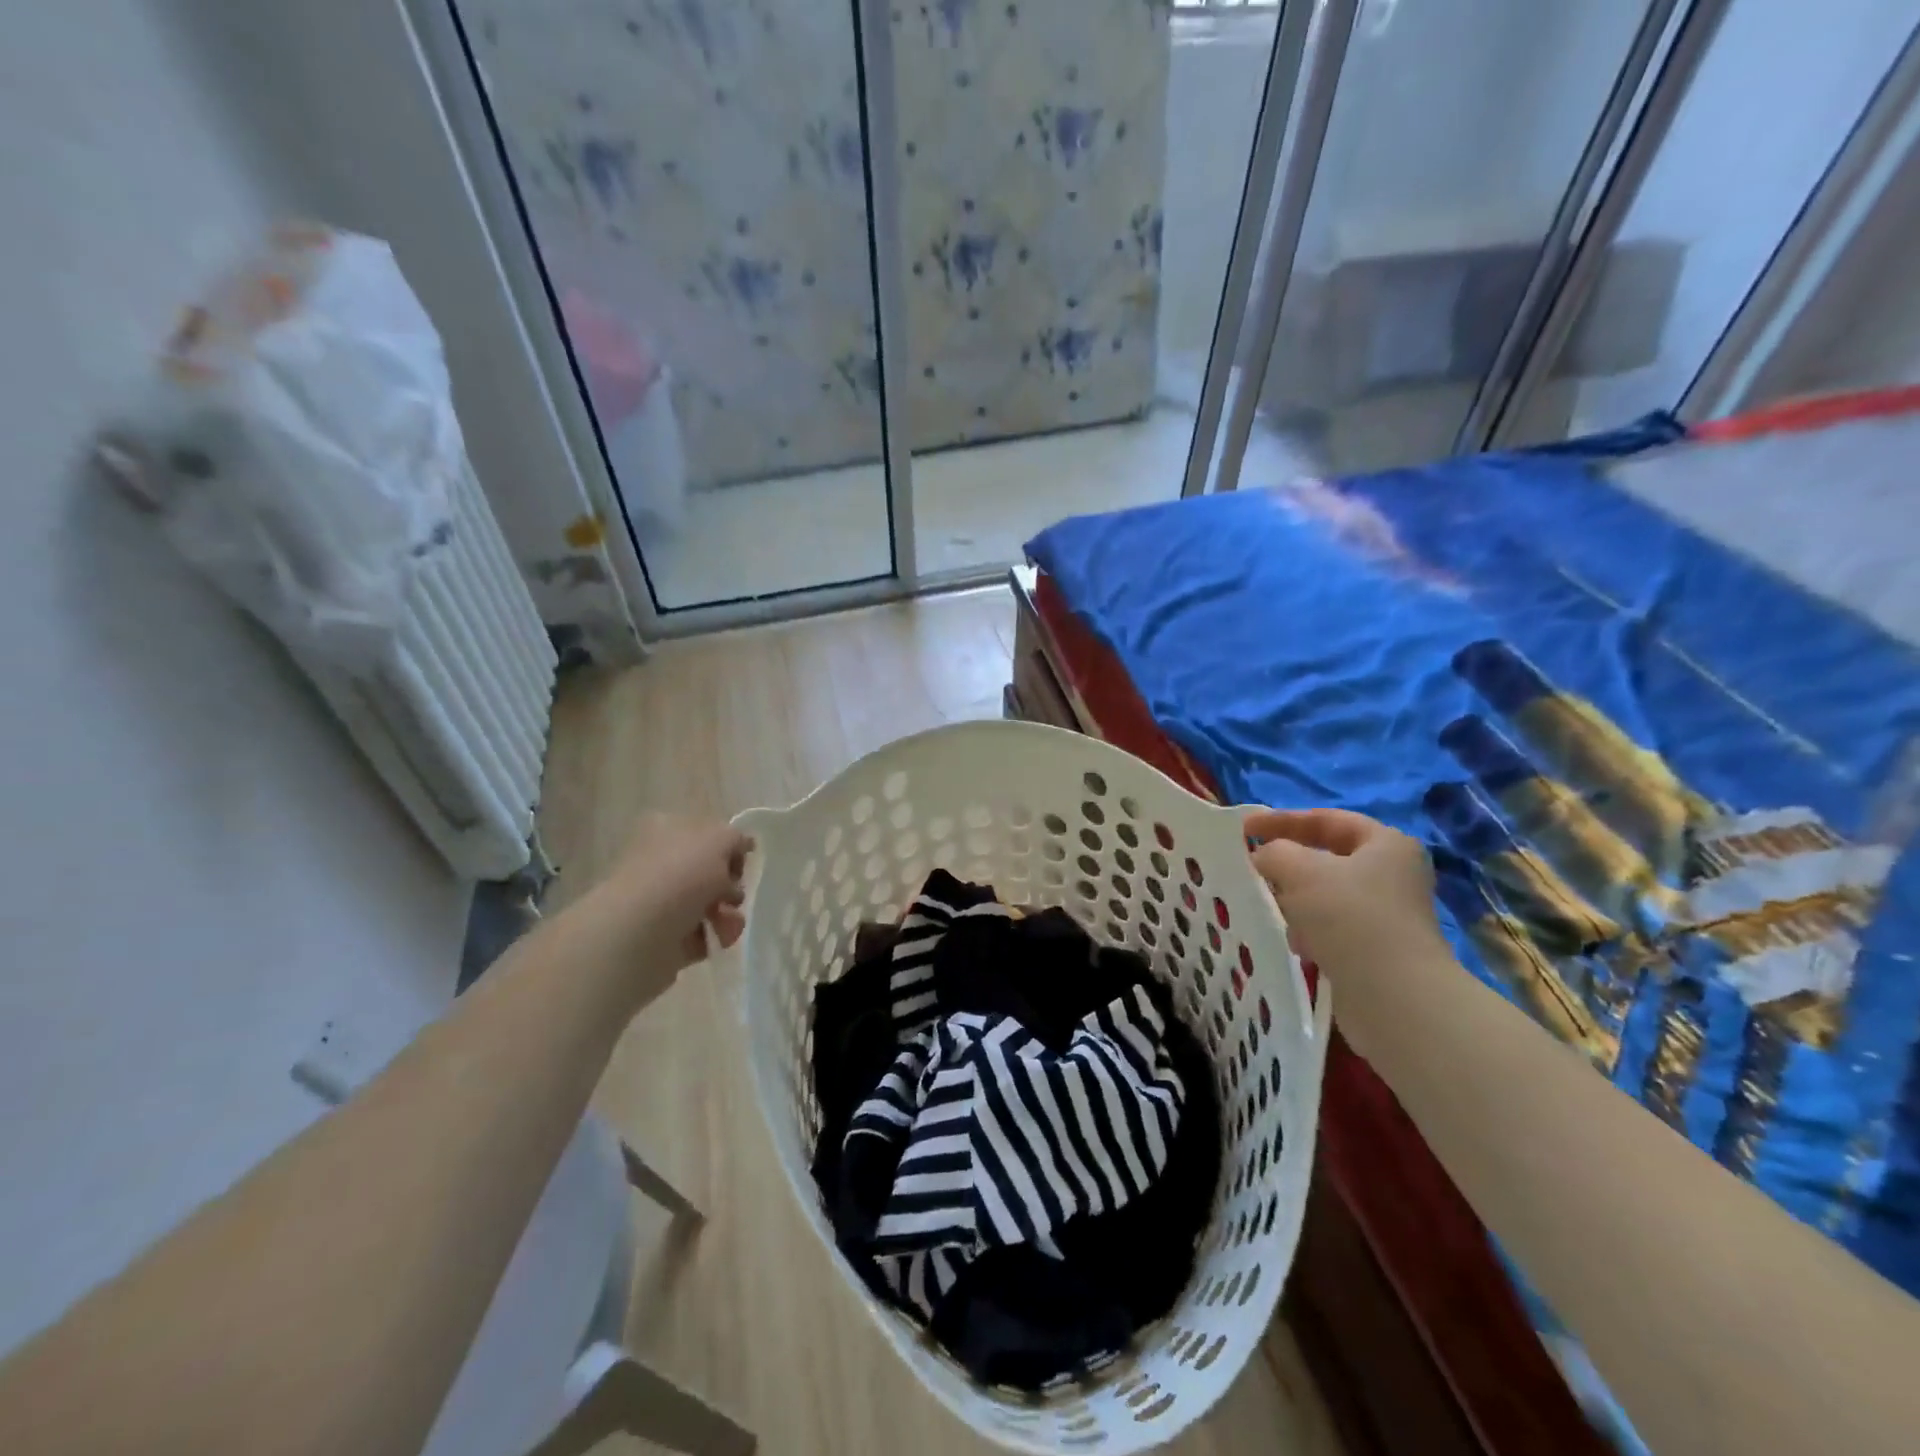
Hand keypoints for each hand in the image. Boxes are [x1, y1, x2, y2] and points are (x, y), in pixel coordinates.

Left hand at [573, 811, 750, 1009]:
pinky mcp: (661, 937)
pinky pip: (700, 934)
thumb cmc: (681, 875)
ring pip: (706, 904)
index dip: (728, 847)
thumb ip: (736, 838)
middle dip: (730, 886)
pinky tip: (719, 938)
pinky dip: (715, 936)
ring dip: (727, 914)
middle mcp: (657, 862)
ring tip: (729, 924)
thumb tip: (742, 845)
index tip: (742, 862)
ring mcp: (657, 902)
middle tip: (734, 895)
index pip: (704, 832)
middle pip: (707, 872)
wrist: (640, 933)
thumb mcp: (720, 839)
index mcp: (665, 829)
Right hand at [1244, 808, 1442, 976]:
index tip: (1244, 828)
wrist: (1394, 997)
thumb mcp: (1299, 870)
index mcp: (1385, 844)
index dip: (1282, 819)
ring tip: (1270, 909)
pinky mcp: (1378, 950)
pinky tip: (1296, 944)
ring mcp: (1388, 915)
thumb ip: (1274, 852)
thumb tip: (1264, 859)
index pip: (1327, 819)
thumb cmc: (1349, 916)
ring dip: (1295, 900)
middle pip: (1327, 858)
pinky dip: (1309, 930)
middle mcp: (1393, 875)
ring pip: (1326, 895)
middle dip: (1287, 863)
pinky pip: (1332, 928)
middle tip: (1253, 867)